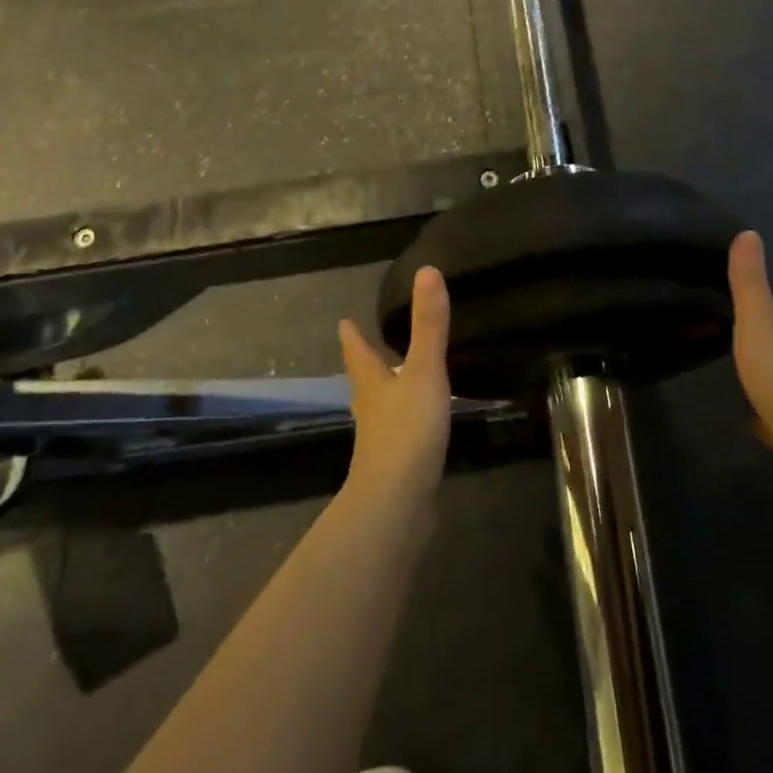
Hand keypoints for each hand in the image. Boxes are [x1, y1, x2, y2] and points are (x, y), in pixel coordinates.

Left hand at [339, 267, 453, 504]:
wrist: (398, 502)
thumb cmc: (406, 430)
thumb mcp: (423, 372)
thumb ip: (429, 325)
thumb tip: (426, 271)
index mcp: (372, 384)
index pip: (358, 352)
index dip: (352, 336)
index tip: (343, 322)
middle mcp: (371, 409)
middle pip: (365, 381)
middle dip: (367, 364)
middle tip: (366, 347)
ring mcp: (382, 440)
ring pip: (381, 408)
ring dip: (386, 393)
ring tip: (397, 381)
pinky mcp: (398, 465)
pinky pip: (401, 433)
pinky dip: (407, 421)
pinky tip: (421, 425)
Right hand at [729, 231, 772, 502]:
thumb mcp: (757, 321)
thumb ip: (750, 283)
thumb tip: (748, 232)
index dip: (760, 320)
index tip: (738, 317)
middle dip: (763, 354)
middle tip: (734, 350)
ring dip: (766, 388)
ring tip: (739, 385)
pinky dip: (767, 422)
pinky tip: (752, 425)